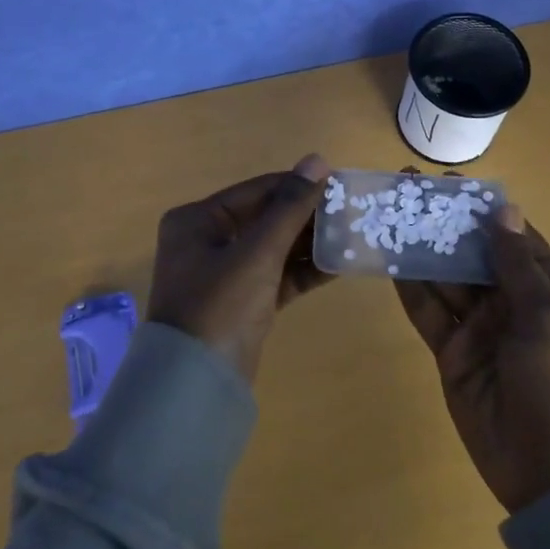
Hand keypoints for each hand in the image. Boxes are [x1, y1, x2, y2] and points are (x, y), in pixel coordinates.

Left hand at [146, 154, 333, 383]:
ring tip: (354, 234)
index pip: (257, 191)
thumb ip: (290, 208)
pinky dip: (303, 271)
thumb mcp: (257, 254)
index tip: (340, 183)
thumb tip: (318, 160)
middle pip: (266, 218)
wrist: (195, 388)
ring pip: (274, 248)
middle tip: (352, 211)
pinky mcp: (242, 302)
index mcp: (197, 220)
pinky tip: (340, 264)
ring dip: (310, 243)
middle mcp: (207, 241)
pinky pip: (277, 276)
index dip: (298, 186)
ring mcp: (224, 273)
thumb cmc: (219, 307)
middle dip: (307, 217)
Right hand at [395, 203, 549, 513]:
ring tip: (387, 212)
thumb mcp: (548, 317)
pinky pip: (428, 311)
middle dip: (444, 222)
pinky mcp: (452, 351)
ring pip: (446, 277)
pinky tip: (386, 257)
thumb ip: (518, 264)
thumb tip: (503, 209)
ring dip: (421, 247)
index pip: (513, 235)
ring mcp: (480, 326)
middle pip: (473, 251)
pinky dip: (409, 286)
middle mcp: (513, 301)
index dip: (482, 208)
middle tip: (406, 188)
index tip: (449, 181)